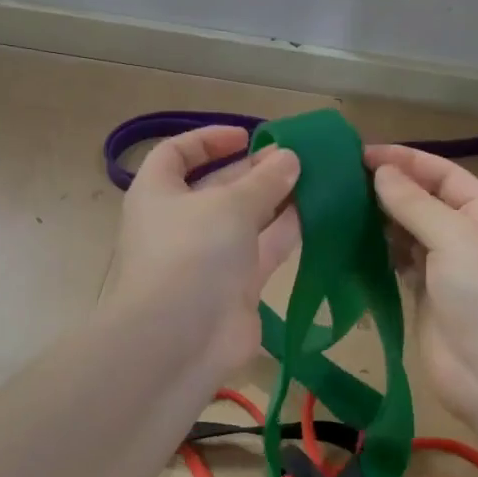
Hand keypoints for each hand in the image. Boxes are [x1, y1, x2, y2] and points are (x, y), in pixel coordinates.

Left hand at [105, 126, 300, 383]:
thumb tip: (289, 158)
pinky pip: (264, 250)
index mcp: (158, 193)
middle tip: (295, 158)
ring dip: (277, 199)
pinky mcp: (237, 287)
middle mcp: (180, 223)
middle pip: (218, 186)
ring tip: (315, 178)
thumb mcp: (230, 205)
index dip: (208, 140)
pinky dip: (287, 232)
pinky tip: (319, 213)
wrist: (181, 340)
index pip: (176, 154)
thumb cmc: (192, 253)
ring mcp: (209, 257)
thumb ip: (264, 180)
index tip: (246, 136)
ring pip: (246, 219)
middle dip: (254, 171)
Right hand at [366, 144, 477, 429]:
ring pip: (407, 233)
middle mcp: (467, 236)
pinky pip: (398, 264)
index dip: (405, 160)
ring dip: (379, 219)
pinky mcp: (424, 297)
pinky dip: (377, 251)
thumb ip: (415, 204)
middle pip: (423, 201)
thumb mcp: (456, 237)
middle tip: (341, 179)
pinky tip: (350, 240)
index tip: (361, 153)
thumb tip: (381, 173)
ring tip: (338, 205)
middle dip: (388, 188)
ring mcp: (446, 269)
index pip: (443, 174)